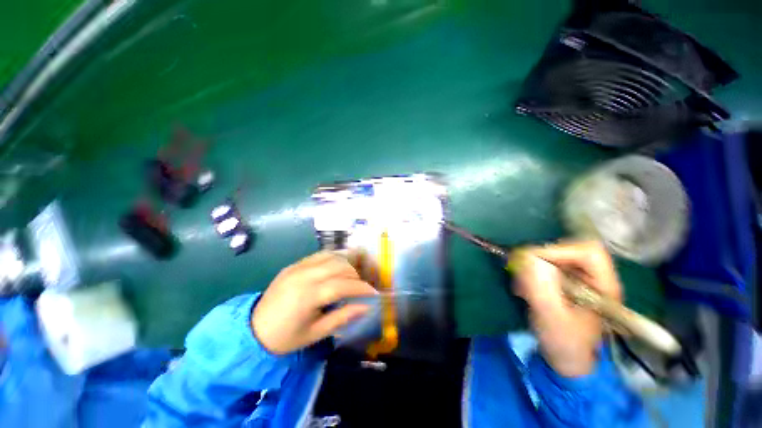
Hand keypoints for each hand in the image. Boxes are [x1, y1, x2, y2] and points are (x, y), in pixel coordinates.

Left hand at [252, 251, 377, 354]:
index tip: (374, 293)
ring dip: (347, 264)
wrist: (251, 330)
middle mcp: (304, 275)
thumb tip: (366, 307)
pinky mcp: (294, 264)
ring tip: (352, 276)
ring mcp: (298, 266)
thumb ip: (342, 317)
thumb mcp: (315, 334)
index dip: (362, 288)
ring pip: (332, 256)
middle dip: (356, 274)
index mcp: (308, 296)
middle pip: (340, 266)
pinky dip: (334, 258)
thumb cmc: (285, 337)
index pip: (343, 285)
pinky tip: (338, 267)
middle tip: (362, 286)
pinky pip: (320, 254)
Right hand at [513, 241, 621, 376]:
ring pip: (553, 257)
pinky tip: (523, 289)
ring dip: (532, 268)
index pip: (587, 252)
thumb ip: (541, 288)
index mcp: (604, 286)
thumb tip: (526, 257)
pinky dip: (529, 274)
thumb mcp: (552, 317)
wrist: (566, 359)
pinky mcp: (564, 282)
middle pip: (568, 250)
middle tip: (522, 275)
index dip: (558, 250)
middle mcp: (594, 277)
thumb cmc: (565, 343)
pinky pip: (544, 266)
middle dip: (540, 260)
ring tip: (522, 287)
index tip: (531, 261)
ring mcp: (578, 279)